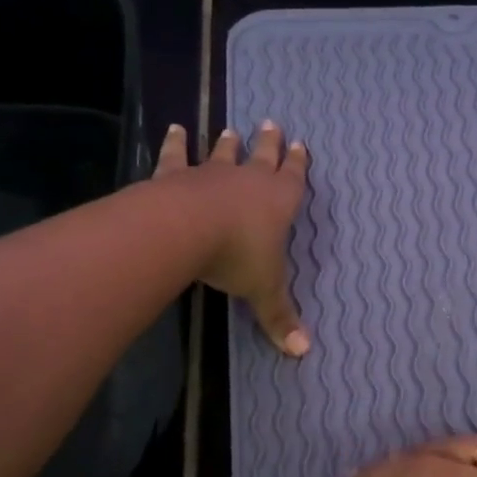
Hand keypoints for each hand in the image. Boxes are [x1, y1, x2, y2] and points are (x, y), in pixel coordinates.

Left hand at [154, 121, 310, 356]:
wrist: (187, 230)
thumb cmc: (236, 256)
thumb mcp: (263, 291)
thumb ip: (280, 318)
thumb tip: (303, 352)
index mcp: (278, 202)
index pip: (294, 178)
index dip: (298, 163)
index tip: (300, 145)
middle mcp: (248, 181)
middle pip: (263, 156)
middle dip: (269, 143)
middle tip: (272, 123)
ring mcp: (211, 174)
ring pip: (223, 154)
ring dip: (228, 143)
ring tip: (231, 129)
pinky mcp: (176, 175)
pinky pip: (176, 155)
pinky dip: (175, 143)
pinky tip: (174, 128)